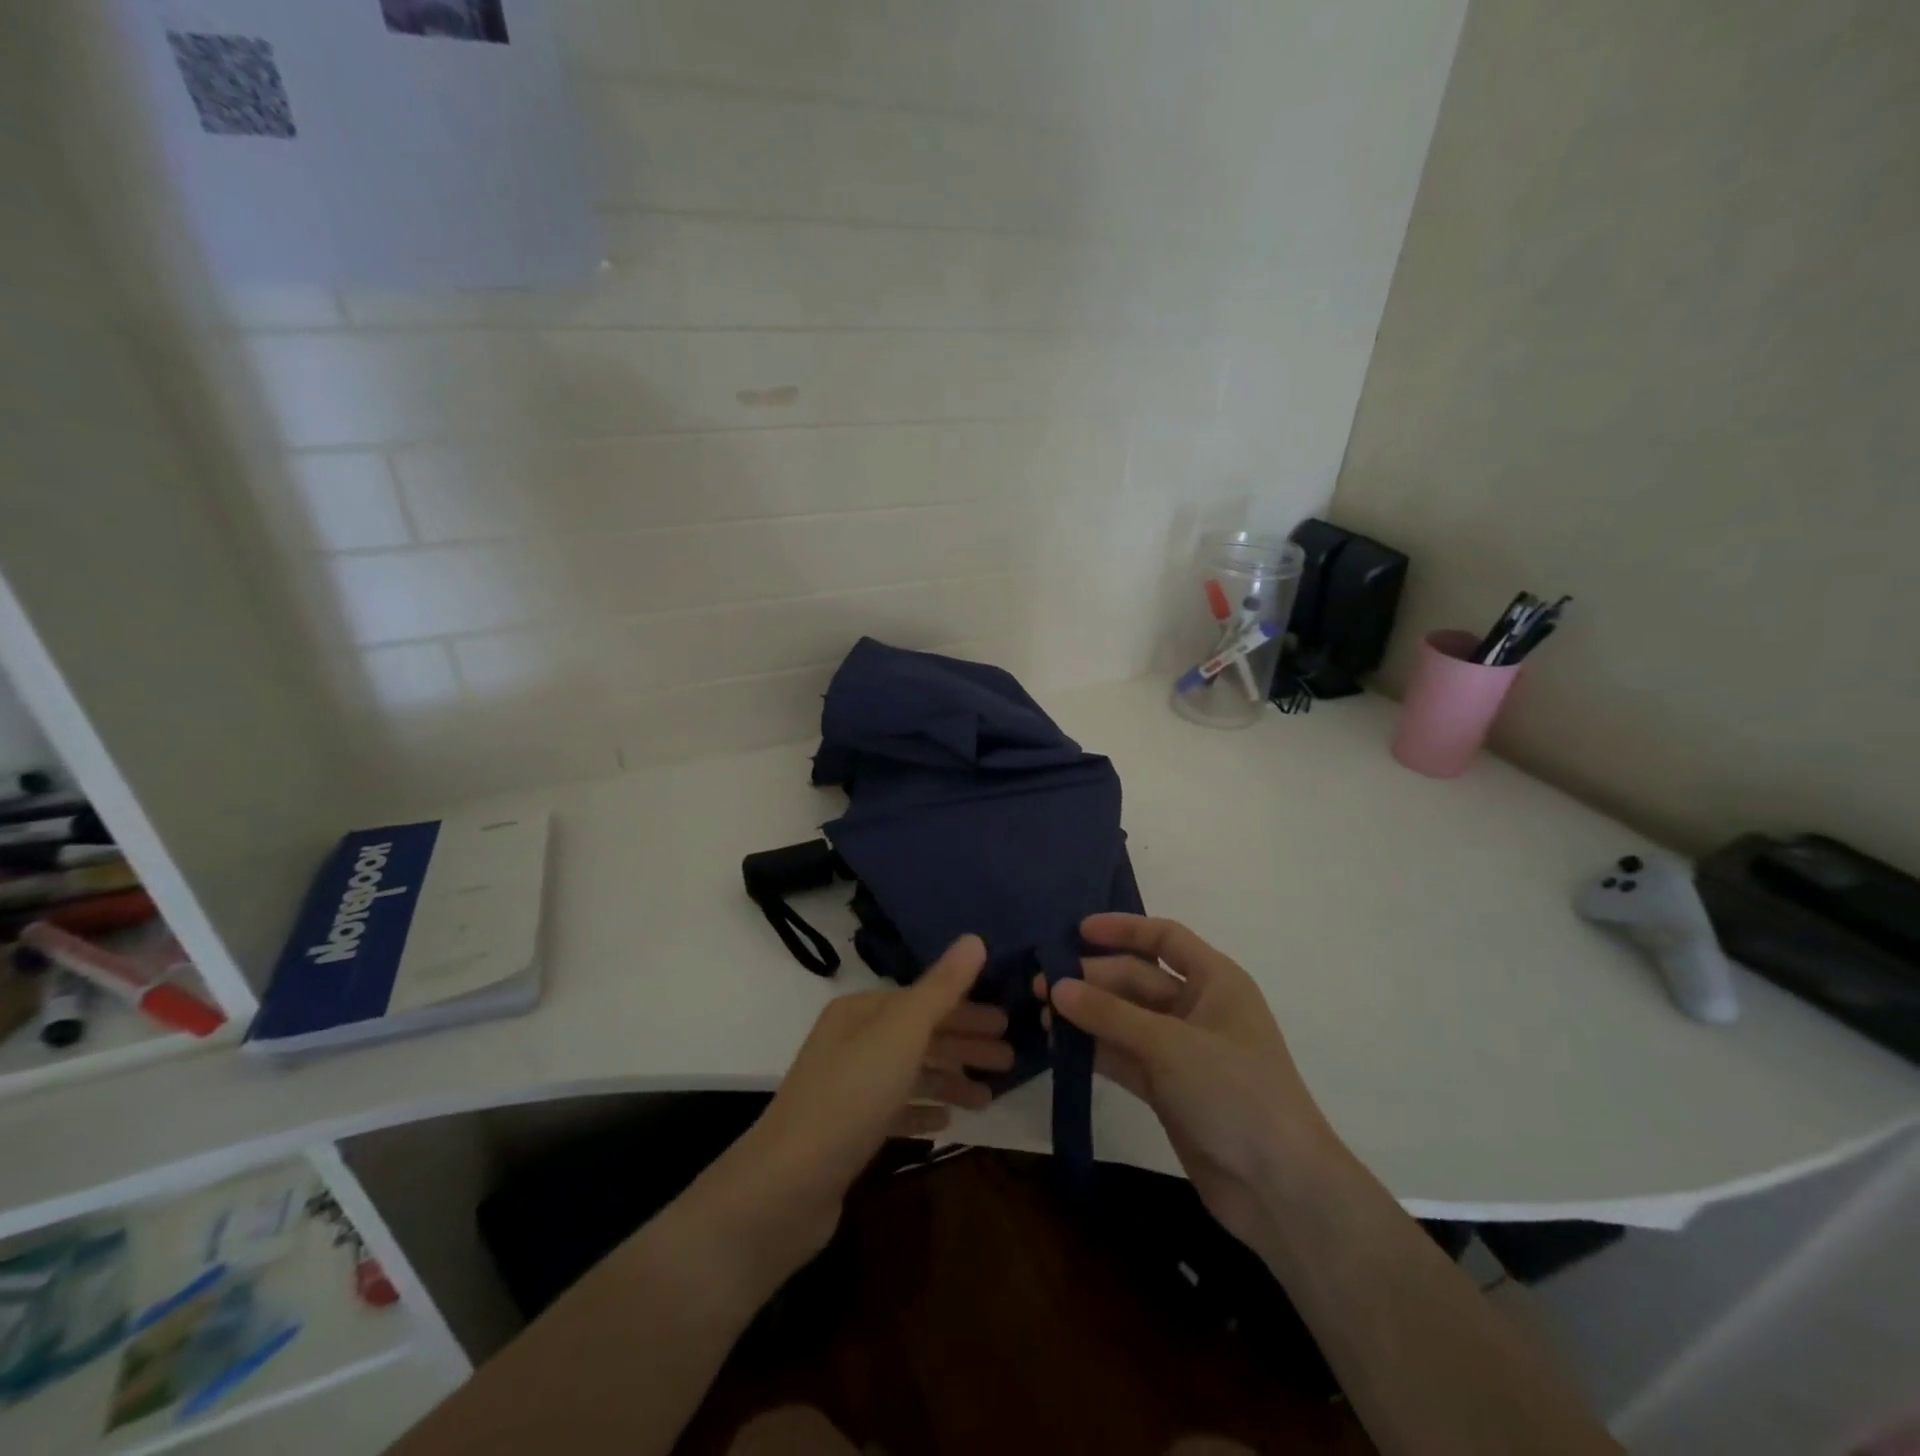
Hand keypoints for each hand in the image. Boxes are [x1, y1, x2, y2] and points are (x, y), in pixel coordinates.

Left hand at [706, 935, 1008, 1273]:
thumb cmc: (852, 1096)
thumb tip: (975, 939)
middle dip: (964, 1045)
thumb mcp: (903, 1033)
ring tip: (988, 1098)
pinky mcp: (848, 1131)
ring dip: (950, 1081)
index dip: (967, 1009)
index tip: (1007, 1023)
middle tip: (1009, 1060)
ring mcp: (847, 1087)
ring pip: (910, 1074)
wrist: (786, 1185)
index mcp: (861, 1011)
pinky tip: (945, 1124)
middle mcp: (852, 1041)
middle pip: (919, 1035)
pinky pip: (895, 1111)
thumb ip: (942, 988)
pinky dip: (922, 1112)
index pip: (924, 999)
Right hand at [1038, 914, 1337, 1248]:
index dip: (1123, 929)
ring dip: (1088, 1015)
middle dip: (1093, 979)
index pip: (1165, 939)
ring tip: (1042, 1015)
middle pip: (1137, 980)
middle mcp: (1198, 1009)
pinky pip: (1125, 1056)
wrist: (1280, 1188)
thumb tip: (1055, 986)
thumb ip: (1110, 1014)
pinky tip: (1060, 1047)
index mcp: (1216, 981)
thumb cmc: (1235, 1092)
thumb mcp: (1170, 1045)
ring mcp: (1182, 1051)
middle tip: (1042, 984)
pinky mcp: (1168, 1089)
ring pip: (1126, 1019)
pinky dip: (1095, 1049)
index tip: (1078, 931)